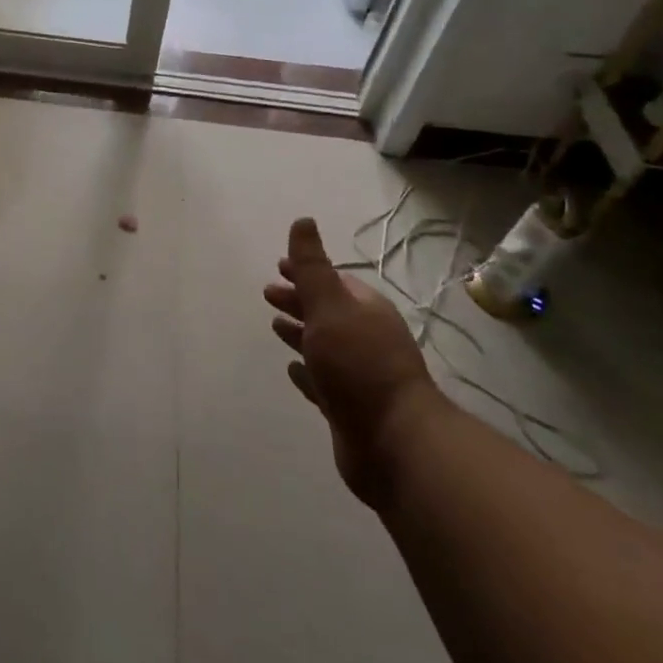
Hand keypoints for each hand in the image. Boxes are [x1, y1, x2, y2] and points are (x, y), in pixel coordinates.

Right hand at [266, 217, 440, 505]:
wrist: (393, 441)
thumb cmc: (359, 364)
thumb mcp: (330, 305)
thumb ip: (312, 266)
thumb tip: (303, 220)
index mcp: (365, 311)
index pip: (333, 282)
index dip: (305, 272)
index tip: (279, 266)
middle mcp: (365, 339)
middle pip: (326, 312)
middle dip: (299, 300)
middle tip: (268, 294)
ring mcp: (358, 376)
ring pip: (323, 346)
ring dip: (300, 334)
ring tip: (274, 326)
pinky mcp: (349, 408)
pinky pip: (321, 382)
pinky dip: (305, 373)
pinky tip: (292, 370)